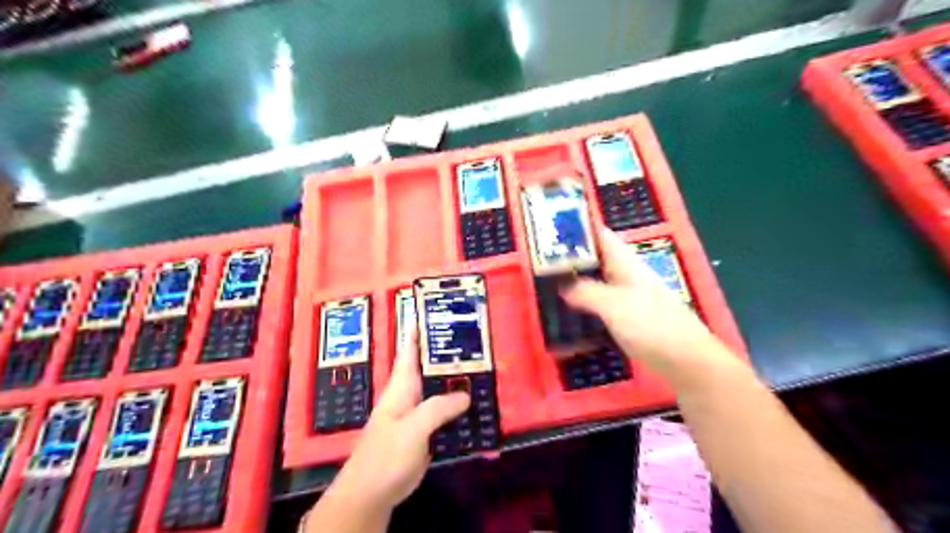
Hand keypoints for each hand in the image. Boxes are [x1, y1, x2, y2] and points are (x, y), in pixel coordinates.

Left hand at [330, 328, 467, 511]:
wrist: (372, 493)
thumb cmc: (385, 454)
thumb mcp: (412, 427)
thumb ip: (439, 408)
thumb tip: (466, 395)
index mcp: (402, 385)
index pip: (409, 349)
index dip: (418, 328)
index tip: (433, 310)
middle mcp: (411, 394)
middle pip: (432, 368)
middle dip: (451, 355)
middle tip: (477, 342)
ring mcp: (420, 414)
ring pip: (443, 391)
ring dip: (461, 384)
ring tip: (486, 373)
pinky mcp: (427, 432)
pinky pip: (448, 415)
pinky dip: (462, 410)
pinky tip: (480, 409)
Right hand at [559, 228, 727, 382]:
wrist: (687, 362)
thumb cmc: (652, 326)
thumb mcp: (614, 305)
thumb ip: (586, 292)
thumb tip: (563, 285)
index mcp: (626, 264)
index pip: (600, 237)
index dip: (577, 230)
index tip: (549, 231)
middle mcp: (627, 277)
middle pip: (595, 260)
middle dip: (570, 259)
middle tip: (540, 265)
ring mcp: (628, 299)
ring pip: (596, 284)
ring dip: (575, 285)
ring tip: (547, 288)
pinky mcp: (628, 320)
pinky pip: (600, 306)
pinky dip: (584, 307)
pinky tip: (569, 316)